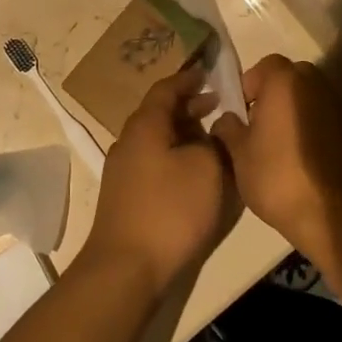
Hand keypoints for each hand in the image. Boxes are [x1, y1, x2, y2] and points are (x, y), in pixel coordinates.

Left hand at [82, 67, 237, 296]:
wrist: (127, 267)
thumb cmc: (171, 210)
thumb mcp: (207, 169)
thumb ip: (213, 143)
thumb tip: (210, 134)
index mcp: (145, 125)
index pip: (166, 89)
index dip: (189, 79)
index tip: (209, 74)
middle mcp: (128, 140)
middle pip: (160, 112)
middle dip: (189, 107)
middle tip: (219, 107)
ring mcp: (123, 169)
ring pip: (157, 139)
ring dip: (183, 134)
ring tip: (212, 140)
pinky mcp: (125, 195)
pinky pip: (154, 161)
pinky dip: (175, 156)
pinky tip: (194, 172)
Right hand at [213, 55, 341, 271]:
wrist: (334, 217)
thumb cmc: (278, 178)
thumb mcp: (238, 154)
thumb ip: (228, 128)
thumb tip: (227, 119)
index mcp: (285, 82)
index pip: (264, 66)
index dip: (249, 86)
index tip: (242, 113)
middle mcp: (316, 84)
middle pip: (290, 77)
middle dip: (273, 95)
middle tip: (260, 126)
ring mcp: (339, 107)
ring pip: (310, 97)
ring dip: (295, 110)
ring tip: (281, 144)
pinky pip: (326, 117)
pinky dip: (313, 127)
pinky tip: (303, 157)